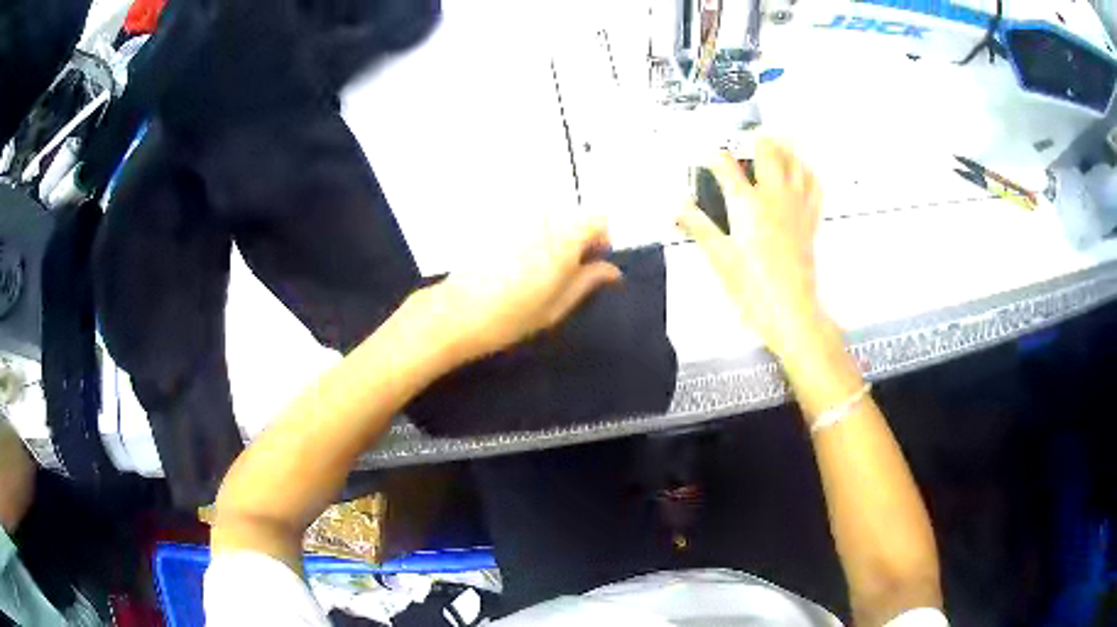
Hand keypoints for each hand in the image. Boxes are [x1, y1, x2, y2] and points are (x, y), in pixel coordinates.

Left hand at [420, 216, 621, 362]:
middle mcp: (542, 221)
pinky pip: (523, 226)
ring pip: (547, 222)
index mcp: (564, 239)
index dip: (601, 239)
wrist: (458, 312)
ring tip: (536, 272)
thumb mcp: (558, 305)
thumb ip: (588, 282)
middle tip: (565, 274)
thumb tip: (612, 271)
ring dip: (551, 240)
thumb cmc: (513, 316)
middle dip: (576, 241)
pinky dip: (527, 240)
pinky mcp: (495, 226)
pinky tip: (512, 267)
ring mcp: (516, 220)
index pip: (598, 221)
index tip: (593, 262)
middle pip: (571, 219)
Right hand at [677, 138, 823, 354]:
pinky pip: (814, 186)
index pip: (726, 166)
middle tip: (748, 138)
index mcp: (746, 203)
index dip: (713, 156)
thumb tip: (677, 206)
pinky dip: (808, 173)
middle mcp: (773, 196)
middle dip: (756, 139)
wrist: (790, 309)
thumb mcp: (719, 258)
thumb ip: (699, 227)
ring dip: (785, 149)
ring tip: (776, 144)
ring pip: (795, 162)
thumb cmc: (750, 286)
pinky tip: (802, 171)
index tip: (705, 155)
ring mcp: (796, 205)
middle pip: (768, 152)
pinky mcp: (811, 219)